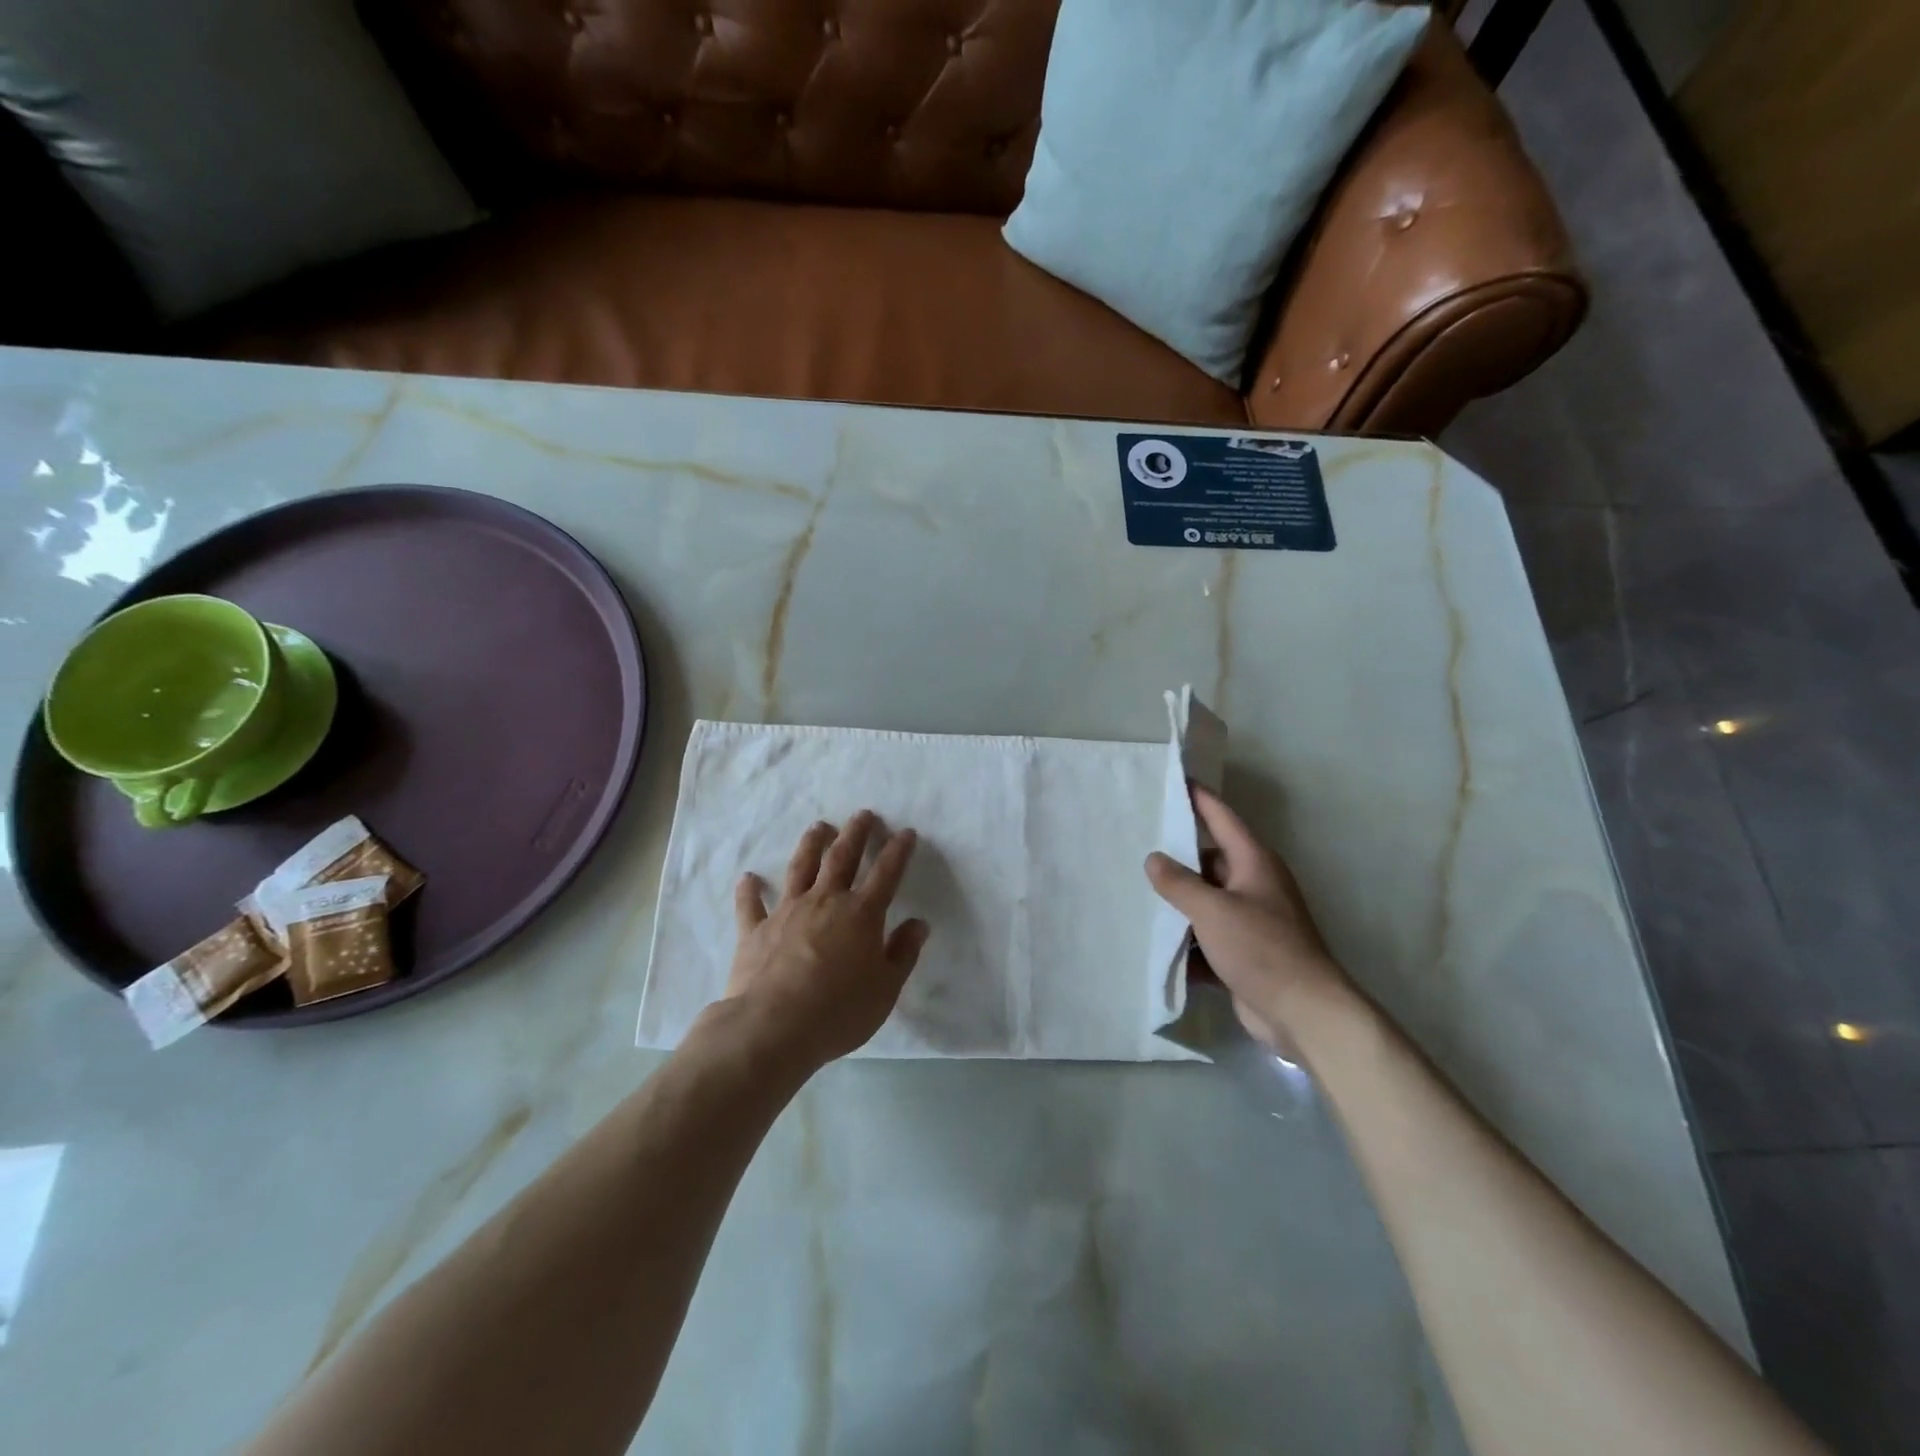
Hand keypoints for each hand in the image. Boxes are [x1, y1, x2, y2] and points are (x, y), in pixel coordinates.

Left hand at [725, 811, 931, 1070]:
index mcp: (861, 914)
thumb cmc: (839, 1010)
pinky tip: (748, 878)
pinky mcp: (756, 930)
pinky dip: (750, 890)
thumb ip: (903, 953)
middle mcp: (825, 901)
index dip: (898, 851)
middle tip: (862, 814)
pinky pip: (752, 904)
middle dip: (855, 833)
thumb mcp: (886, 988)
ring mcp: (788, 911)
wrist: (774, 1027)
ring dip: (811, 845)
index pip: (886, 873)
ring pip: (800, 867)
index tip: (906, 832)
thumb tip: (918, 923)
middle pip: (842, 858)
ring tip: (819, 827)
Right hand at [1145, 784, 1350, 1047]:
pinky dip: (1184, 939)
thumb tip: (1153, 859)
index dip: (1198, 798)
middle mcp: (1253, 885)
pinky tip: (1152, 940)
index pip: (1221, 818)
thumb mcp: (1213, 910)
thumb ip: (1179, 883)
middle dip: (1175, 857)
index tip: (1173, 780)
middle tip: (1135, 845)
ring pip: (1204, 900)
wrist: (1304, 1014)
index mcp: (1253, 863)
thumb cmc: (1262, 949)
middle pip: (1208, 861)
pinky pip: (1205, 936)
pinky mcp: (1242, 952)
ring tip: (1133, 891)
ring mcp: (1249, 920)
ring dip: (1177, 902)